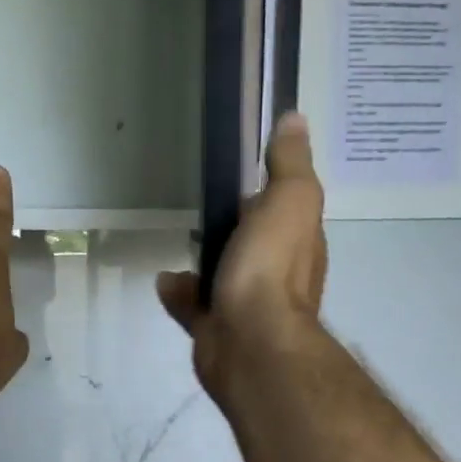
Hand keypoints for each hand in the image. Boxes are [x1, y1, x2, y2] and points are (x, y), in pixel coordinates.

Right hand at [158, 112, 326, 406]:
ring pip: (222, 275)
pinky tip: (163, 279)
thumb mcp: (289, 200)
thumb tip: (295, 119)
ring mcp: (244, 305)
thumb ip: (289, 163)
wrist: (250, 343)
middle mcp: (275, 275)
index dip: (267, 190)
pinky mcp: (215, 330)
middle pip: (252, 243)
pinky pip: (193, 306)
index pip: (284, 209)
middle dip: (234, 225)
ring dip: (204, 259)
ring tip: (180, 237)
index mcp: (297, 243)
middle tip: (204, 202)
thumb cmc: (271, 267)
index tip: (243, 170)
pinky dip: (179, 293)